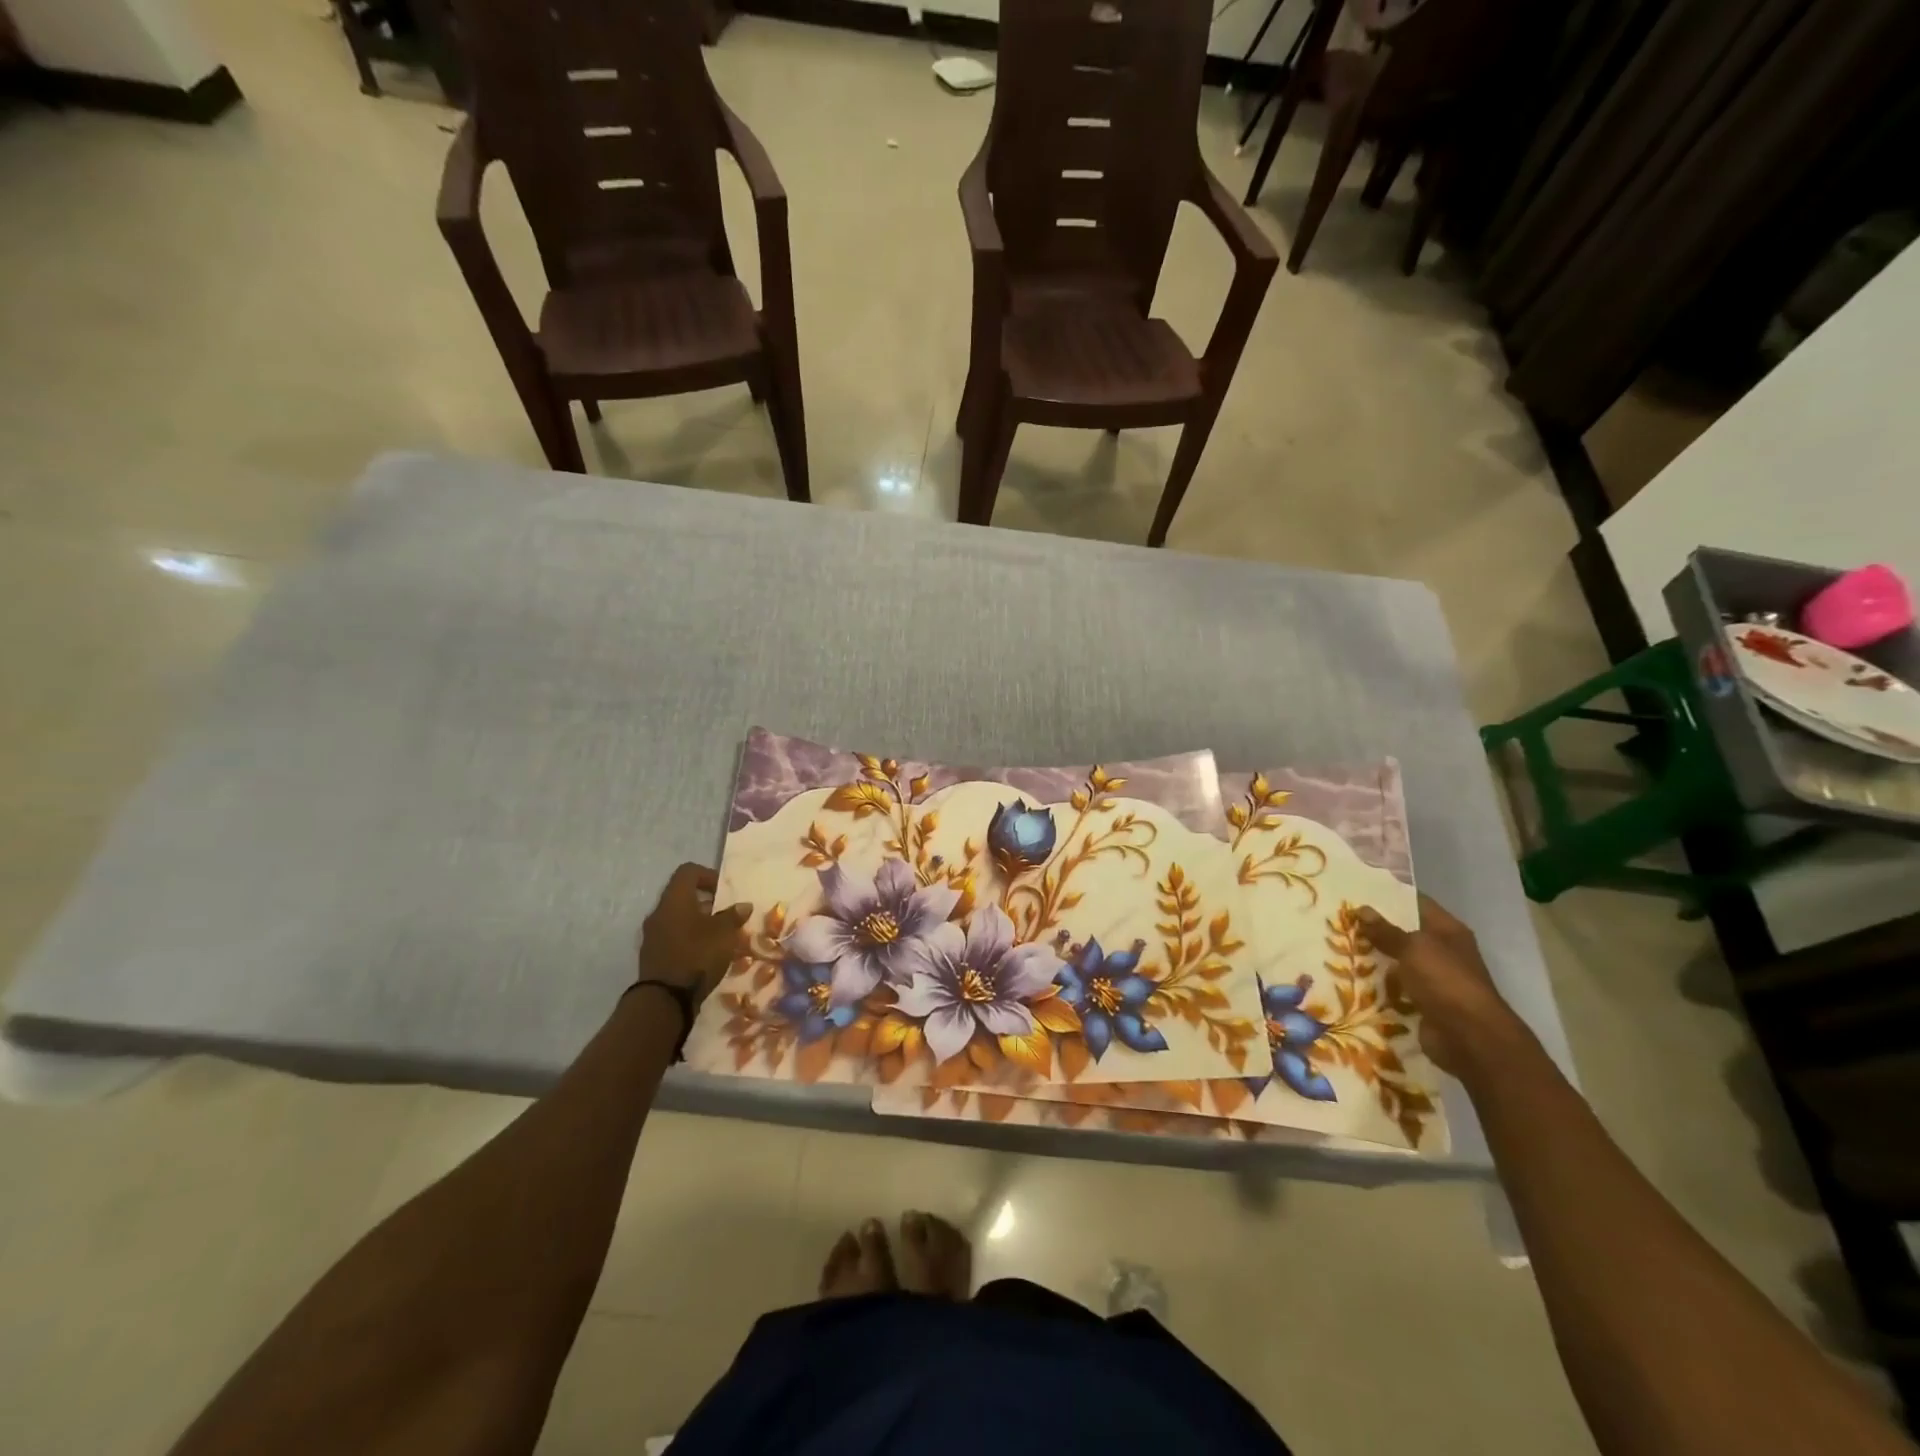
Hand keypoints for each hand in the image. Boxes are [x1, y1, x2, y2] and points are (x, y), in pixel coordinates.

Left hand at [637, 863, 750, 1005]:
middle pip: (682, 896)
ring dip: (698, 923)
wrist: (665, 1000)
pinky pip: (673, 938)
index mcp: (674, 900)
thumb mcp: (724, 933)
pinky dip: (689, 940)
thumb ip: (733, 916)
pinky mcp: (653, 956)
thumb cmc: (697, 955)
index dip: (708, 875)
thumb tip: (743, 906)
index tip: (724, 892)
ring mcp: (652, 936)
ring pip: (678, 919)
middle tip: (726, 916)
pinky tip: (705, 955)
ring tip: (719, 938)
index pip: (688, 872)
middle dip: (706, 903)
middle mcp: (658, 913)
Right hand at [1356, 895, 1534, 1077]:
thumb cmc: (1445, 981)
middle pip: (1404, 934)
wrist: (1469, 1038)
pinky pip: (1395, 989)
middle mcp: (1443, 952)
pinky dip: (1377, 986)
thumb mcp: (1413, 948)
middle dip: (1375, 929)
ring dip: (1373, 959)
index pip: (1416, 903)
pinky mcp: (1423, 1003)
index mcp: (1447, 931)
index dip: (1390, 895)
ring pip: (1396, 962)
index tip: (1358, 890)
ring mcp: (1434, 979)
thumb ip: (1386, 930)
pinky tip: (1349, 978)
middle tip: (1339, 919)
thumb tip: (1361, 909)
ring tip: (1336, 946)